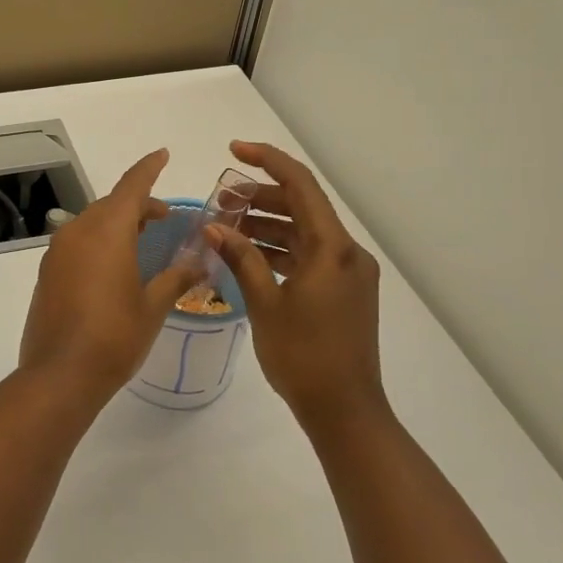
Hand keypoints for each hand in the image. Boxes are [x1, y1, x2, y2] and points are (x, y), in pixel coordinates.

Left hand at [19, 149, 205, 400]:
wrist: (60, 374)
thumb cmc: (115, 336)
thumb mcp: (153, 306)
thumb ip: (176, 277)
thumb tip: (200, 261)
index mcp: (107, 231)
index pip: (132, 186)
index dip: (149, 168)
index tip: (163, 154)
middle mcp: (78, 232)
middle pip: (111, 204)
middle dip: (137, 205)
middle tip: (163, 218)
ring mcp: (58, 252)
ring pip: (92, 223)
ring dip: (117, 224)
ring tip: (141, 240)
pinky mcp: (47, 272)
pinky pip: (77, 243)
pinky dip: (99, 242)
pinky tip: (113, 267)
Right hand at [206, 141, 386, 432]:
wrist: (345, 411)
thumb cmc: (303, 356)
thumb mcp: (265, 304)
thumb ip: (241, 258)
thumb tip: (214, 226)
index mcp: (333, 248)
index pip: (301, 185)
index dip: (268, 161)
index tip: (234, 151)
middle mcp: (347, 253)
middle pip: (302, 207)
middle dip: (260, 197)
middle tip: (220, 201)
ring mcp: (348, 273)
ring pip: (304, 232)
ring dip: (267, 225)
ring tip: (227, 227)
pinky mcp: (344, 292)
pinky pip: (309, 256)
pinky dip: (280, 250)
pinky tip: (249, 256)